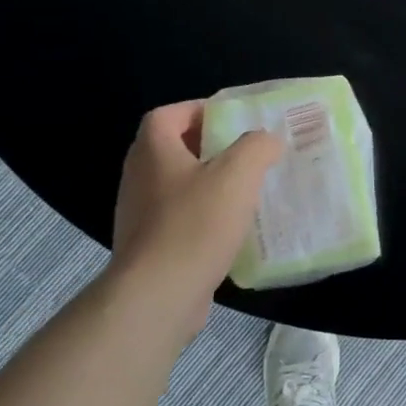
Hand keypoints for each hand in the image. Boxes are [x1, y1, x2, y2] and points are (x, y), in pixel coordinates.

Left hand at [103, 101, 281, 345]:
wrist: (158, 295)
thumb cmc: (196, 224)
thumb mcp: (238, 174)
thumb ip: (257, 146)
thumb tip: (266, 141)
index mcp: (153, 151)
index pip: (168, 114)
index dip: (198, 110)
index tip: (232, 121)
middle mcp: (138, 177)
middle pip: (171, 149)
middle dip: (208, 148)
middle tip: (244, 154)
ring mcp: (138, 215)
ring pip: (176, 186)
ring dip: (206, 184)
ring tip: (243, 192)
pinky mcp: (147, 247)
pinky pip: (177, 219)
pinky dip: (201, 217)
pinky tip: (229, 231)